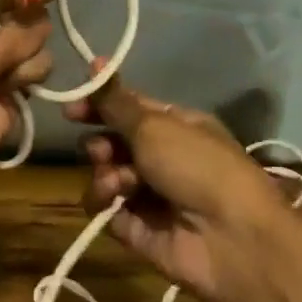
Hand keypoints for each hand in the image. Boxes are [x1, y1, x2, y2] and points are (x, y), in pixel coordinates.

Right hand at [62, 69, 301, 301]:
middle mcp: (164, 158)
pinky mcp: (138, 229)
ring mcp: (151, 196)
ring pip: (106, 176)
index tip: (71, 109)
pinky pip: (107, 209)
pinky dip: (104, 203)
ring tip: (115, 182)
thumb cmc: (198, 167)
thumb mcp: (155, 125)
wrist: (230, 238)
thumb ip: (116, 102)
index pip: (129, 109)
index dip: (100, 105)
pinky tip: (113, 202)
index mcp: (177, 126)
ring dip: (104, 174)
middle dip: (100, 144)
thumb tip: (95, 63)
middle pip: (114, 143)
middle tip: (101, 151)